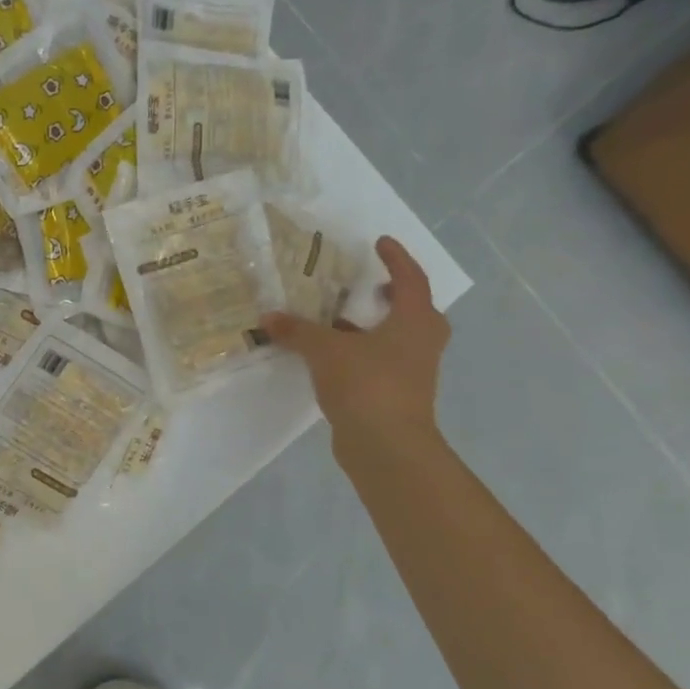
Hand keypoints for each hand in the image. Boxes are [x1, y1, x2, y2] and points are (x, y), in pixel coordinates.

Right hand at [263, 235, 449, 447]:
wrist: (386, 445)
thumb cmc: (367, 384)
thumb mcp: (325, 350)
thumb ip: (298, 331)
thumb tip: (268, 317)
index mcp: (414, 321)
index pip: (411, 279)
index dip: (396, 259)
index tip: (380, 243)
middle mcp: (420, 342)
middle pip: (414, 310)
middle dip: (394, 296)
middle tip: (371, 285)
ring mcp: (412, 371)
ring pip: (396, 338)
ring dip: (372, 326)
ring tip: (339, 318)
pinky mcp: (396, 394)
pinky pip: (380, 361)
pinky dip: (360, 352)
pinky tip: (331, 356)